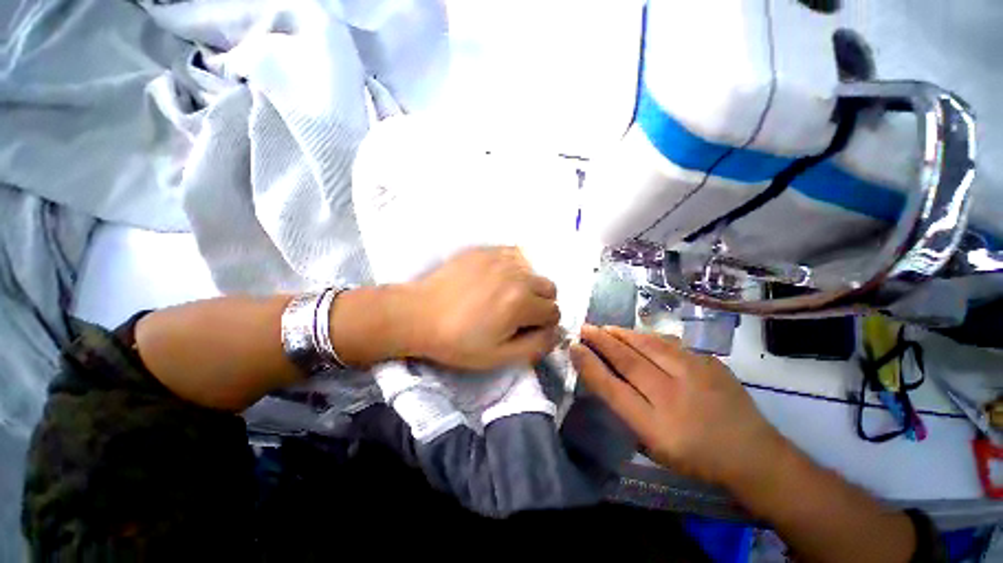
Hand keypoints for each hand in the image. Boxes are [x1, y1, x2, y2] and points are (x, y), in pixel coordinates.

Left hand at [401, 246, 560, 370]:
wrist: (419, 314)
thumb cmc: (458, 341)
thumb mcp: (499, 356)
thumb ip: (535, 346)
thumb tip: (556, 333)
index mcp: (522, 302)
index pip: (554, 311)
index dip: (544, 325)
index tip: (526, 330)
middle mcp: (518, 274)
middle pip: (549, 288)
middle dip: (541, 304)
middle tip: (518, 314)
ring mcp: (501, 258)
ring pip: (533, 271)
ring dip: (528, 286)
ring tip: (505, 297)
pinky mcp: (486, 250)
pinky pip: (515, 256)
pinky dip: (515, 269)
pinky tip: (497, 279)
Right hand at [570, 325, 790, 488]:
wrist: (753, 455)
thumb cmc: (695, 457)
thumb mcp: (654, 446)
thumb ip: (627, 411)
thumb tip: (604, 376)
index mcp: (657, 427)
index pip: (612, 388)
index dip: (589, 365)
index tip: (573, 347)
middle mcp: (673, 397)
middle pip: (628, 361)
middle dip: (601, 341)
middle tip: (584, 328)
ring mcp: (695, 376)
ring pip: (648, 345)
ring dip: (621, 333)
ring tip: (605, 327)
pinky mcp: (710, 363)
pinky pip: (670, 344)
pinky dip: (647, 337)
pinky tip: (637, 335)